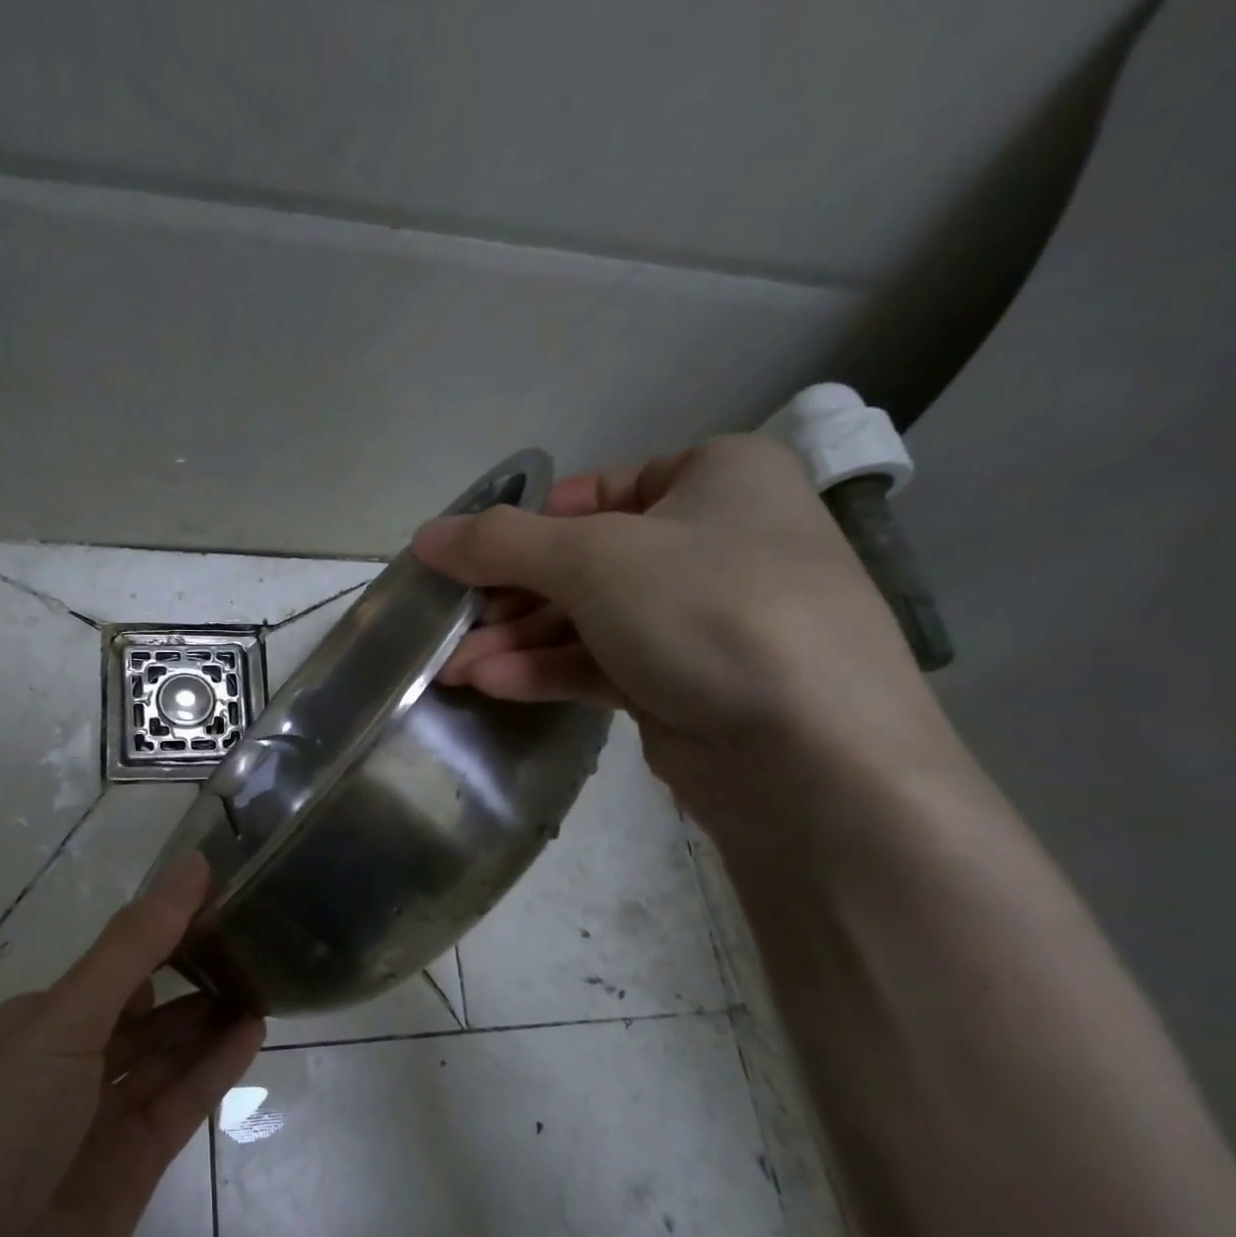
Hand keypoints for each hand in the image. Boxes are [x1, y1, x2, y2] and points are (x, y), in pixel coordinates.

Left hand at [0, 856, 264, 1236]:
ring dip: (211, 1018)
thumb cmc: (2, 1131)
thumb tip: (190, 866)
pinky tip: (254, 1032)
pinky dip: (216, 1067)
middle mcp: (70, 1063)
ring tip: (267, 977)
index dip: (167, 926)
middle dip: (194, 972)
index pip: (117, 960)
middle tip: (256, 935)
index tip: (222, 892)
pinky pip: (183, 1101)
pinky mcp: (133, 1166)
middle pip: (147, 1006)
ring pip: (169, 1053)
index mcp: (40, 1021)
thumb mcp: (63, 1022)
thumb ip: (132, 947)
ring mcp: (102, 1117)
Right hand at [413, 434, 955, 824]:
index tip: (465, 562)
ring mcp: (699, 619)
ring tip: (453, 669)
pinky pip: (601, 663)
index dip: (523, 527)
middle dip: (508, 600)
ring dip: (516, 643)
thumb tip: (425, 537)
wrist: (812, 757)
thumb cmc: (710, 613)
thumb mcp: (594, 559)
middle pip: (582, 562)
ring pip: (586, 620)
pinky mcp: (684, 683)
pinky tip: (492, 685)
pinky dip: (546, 671)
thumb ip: (501, 544)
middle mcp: (712, 541)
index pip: (594, 491)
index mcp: (716, 479)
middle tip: (448, 627)